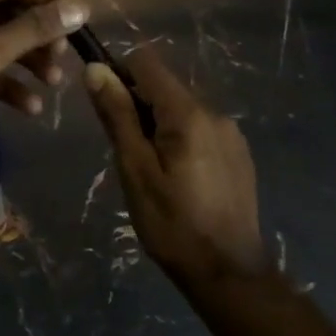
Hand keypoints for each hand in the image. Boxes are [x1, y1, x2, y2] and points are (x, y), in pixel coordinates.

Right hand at [82, 45, 268, 279]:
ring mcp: (231, 133)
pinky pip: (201, 130)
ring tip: (153, 173)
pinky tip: (180, 181)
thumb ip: (117, 116)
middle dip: (139, 108)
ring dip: (160, 127)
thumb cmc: (172, 224)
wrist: (228, 272)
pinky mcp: (239, 154)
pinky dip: (182, 141)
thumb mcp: (135, 170)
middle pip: (165, 87)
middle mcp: (215, 112)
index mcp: (188, 113)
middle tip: (129, 155)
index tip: (107, 110)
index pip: (146, 63)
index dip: (119, 75)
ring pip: (183, 110)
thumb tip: (96, 69)